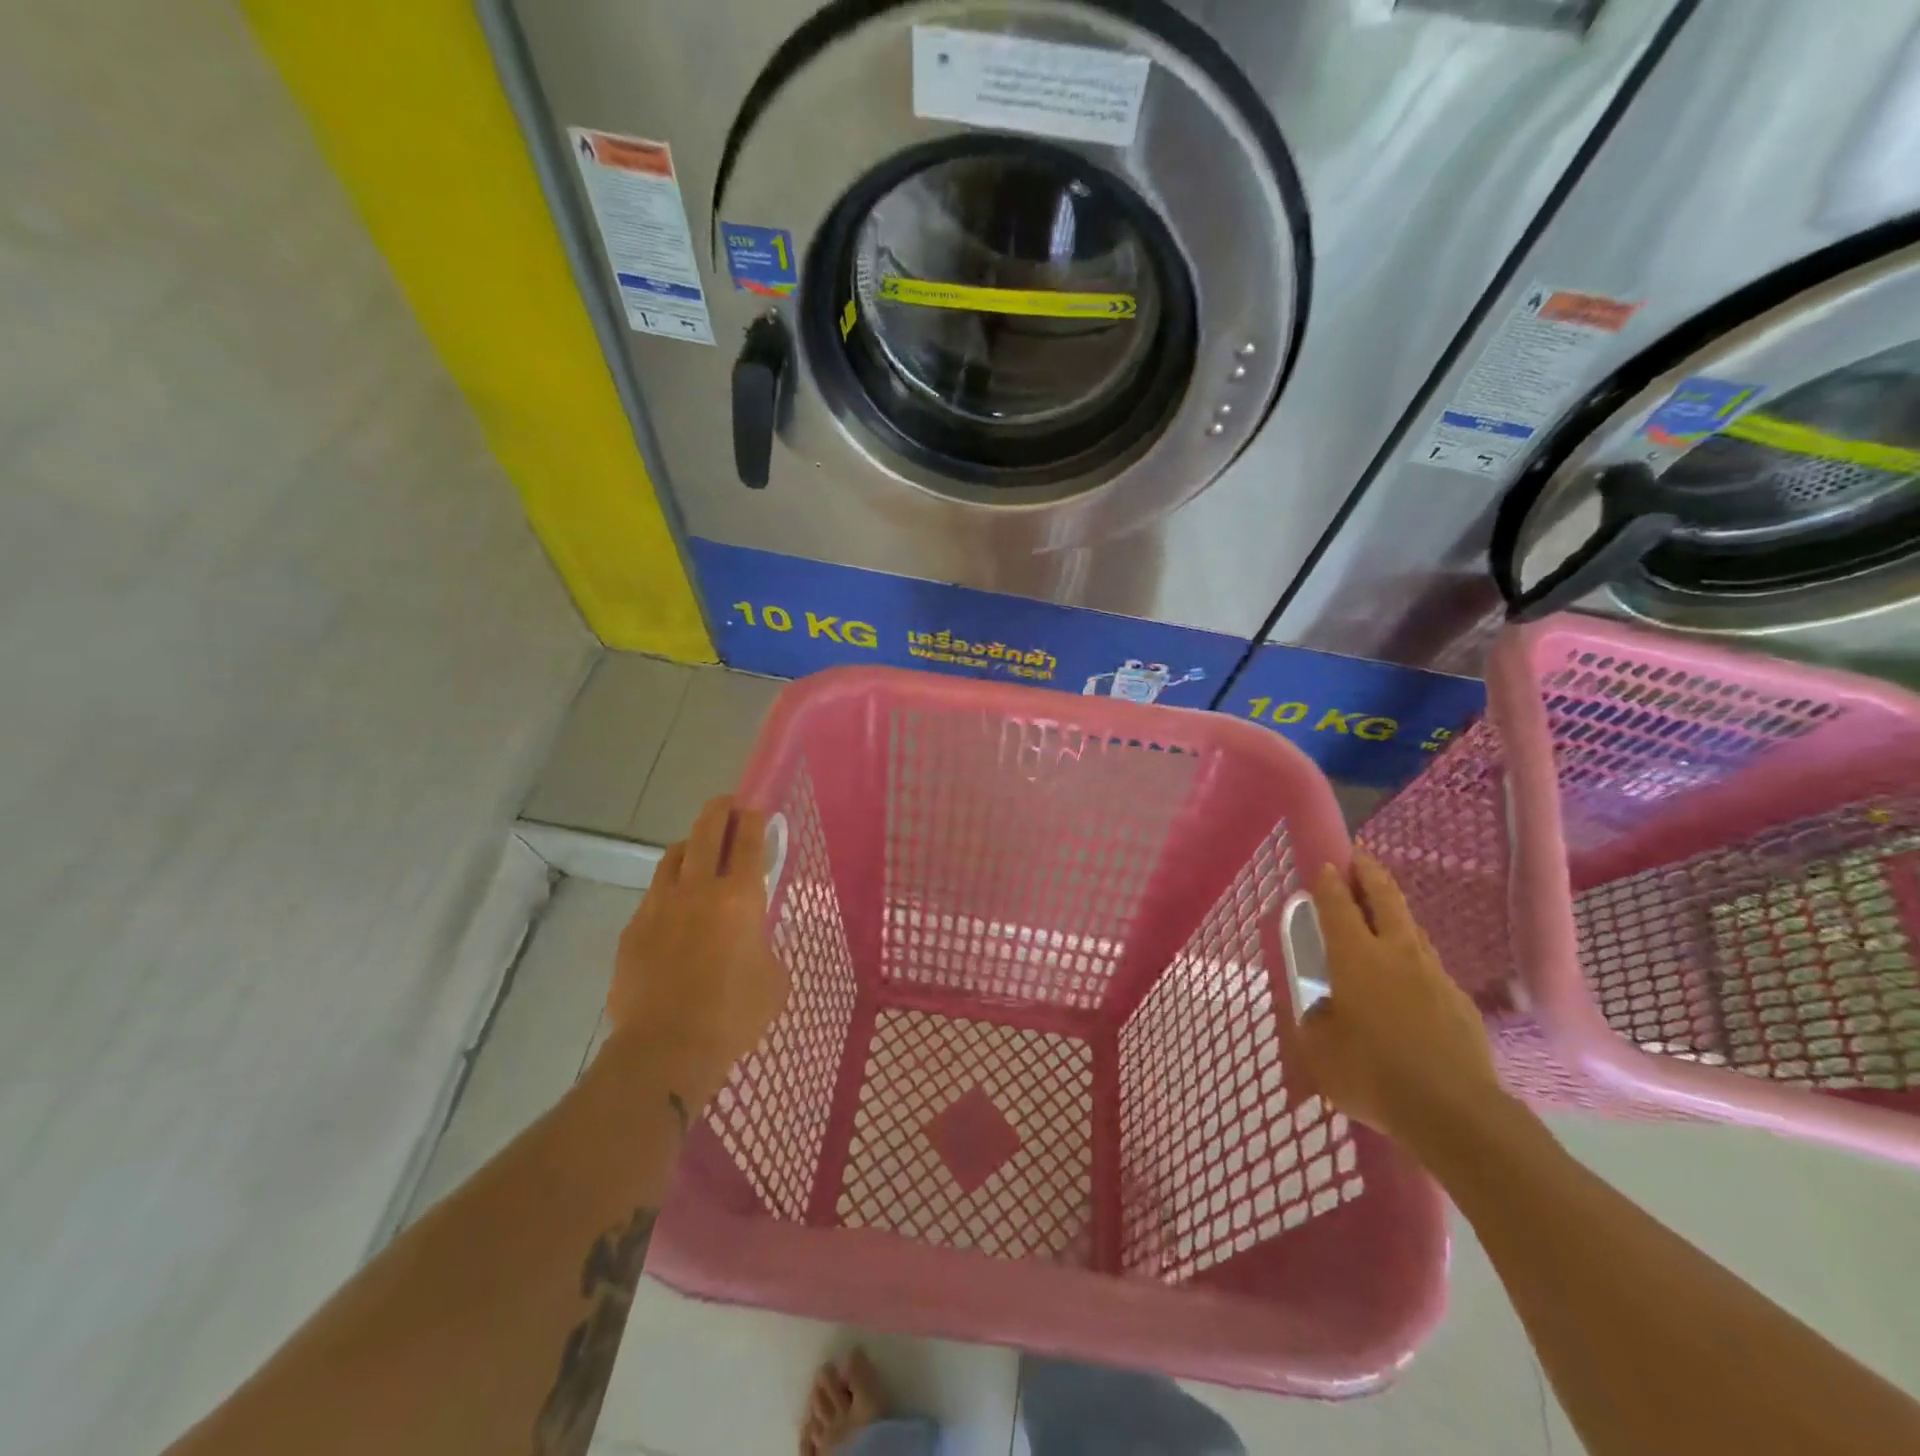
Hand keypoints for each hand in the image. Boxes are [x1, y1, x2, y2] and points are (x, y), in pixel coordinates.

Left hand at [603, 796, 789, 1095]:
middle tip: (727, 806)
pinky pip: (653, 895)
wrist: (665, 1049)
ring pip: (672, 857)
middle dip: (719, 811)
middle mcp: (697, 890)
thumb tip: (750, 940)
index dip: (753, 818)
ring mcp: (659, 907)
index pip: (747, 842)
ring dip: (689, 846)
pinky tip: (674, 909)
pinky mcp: (633, 930)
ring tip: (698, 852)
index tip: (755, 806)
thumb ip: (764, 945)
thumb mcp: (773, 979)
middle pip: (705, 832)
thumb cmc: (733, 1015)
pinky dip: (668, 890)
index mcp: (739, 898)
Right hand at [1293, 852, 1508, 1153]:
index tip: (1326, 865)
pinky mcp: (1461, 1004)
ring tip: (1384, 916)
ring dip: (1395, 916)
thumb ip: (1316, 1020)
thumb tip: (1327, 1009)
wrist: (1454, 1113)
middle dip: (1371, 875)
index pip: (1338, 906)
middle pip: (1386, 900)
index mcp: (1355, 957)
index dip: (1329, 884)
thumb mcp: (1318, 1049)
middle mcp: (1396, 954)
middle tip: (1361, 859)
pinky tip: (1408, 983)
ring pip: (1413, 932)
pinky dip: (1414, 962)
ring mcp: (1434, 977)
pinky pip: (1430, 969)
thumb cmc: (1371, 1072)